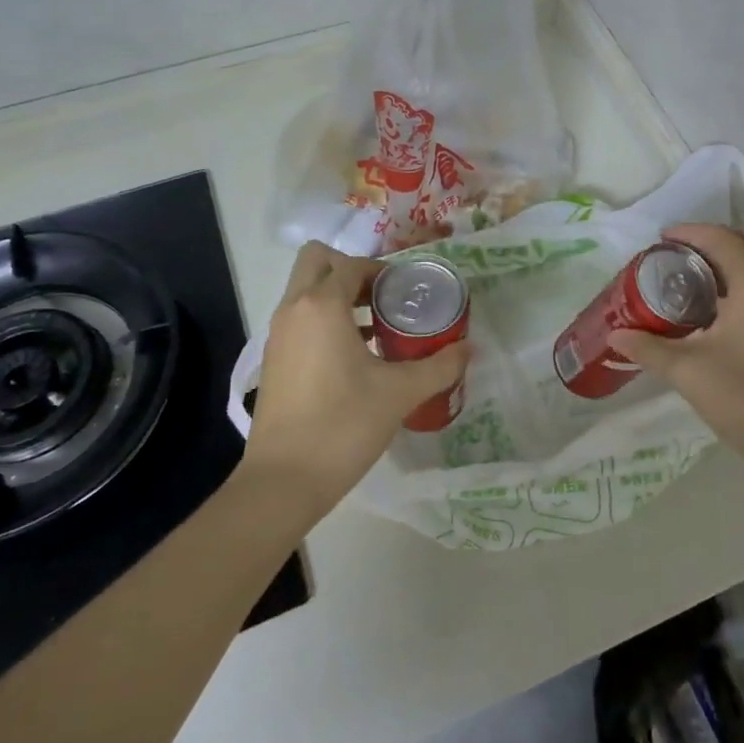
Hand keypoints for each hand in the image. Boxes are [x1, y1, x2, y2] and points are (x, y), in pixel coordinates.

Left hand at [240, 242, 469, 517]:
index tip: (409, 292)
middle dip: (350, 269)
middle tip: (384, 297)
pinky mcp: (273, 361)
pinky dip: (324, 321)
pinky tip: (356, 357)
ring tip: (378, 327)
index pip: (352, 265)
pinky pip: (300, 320)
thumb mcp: (399, 393)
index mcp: (322, 305)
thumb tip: (469, 349)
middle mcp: (294, 310)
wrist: (283, 482)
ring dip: (338, 296)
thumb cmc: (343, 425)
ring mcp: (278, 335)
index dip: (383, 271)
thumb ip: (439, 366)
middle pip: (316, 261)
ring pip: (305, 291)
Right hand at [608, 224, 743, 476]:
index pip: (721, 238)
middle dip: (712, 238)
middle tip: (677, 257)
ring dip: (728, 257)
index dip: (689, 232)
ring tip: (690, 278)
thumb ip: (648, 348)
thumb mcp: (688, 372)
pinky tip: (712, 306)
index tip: (658, 241)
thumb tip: (616, 335)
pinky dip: (740, 276)